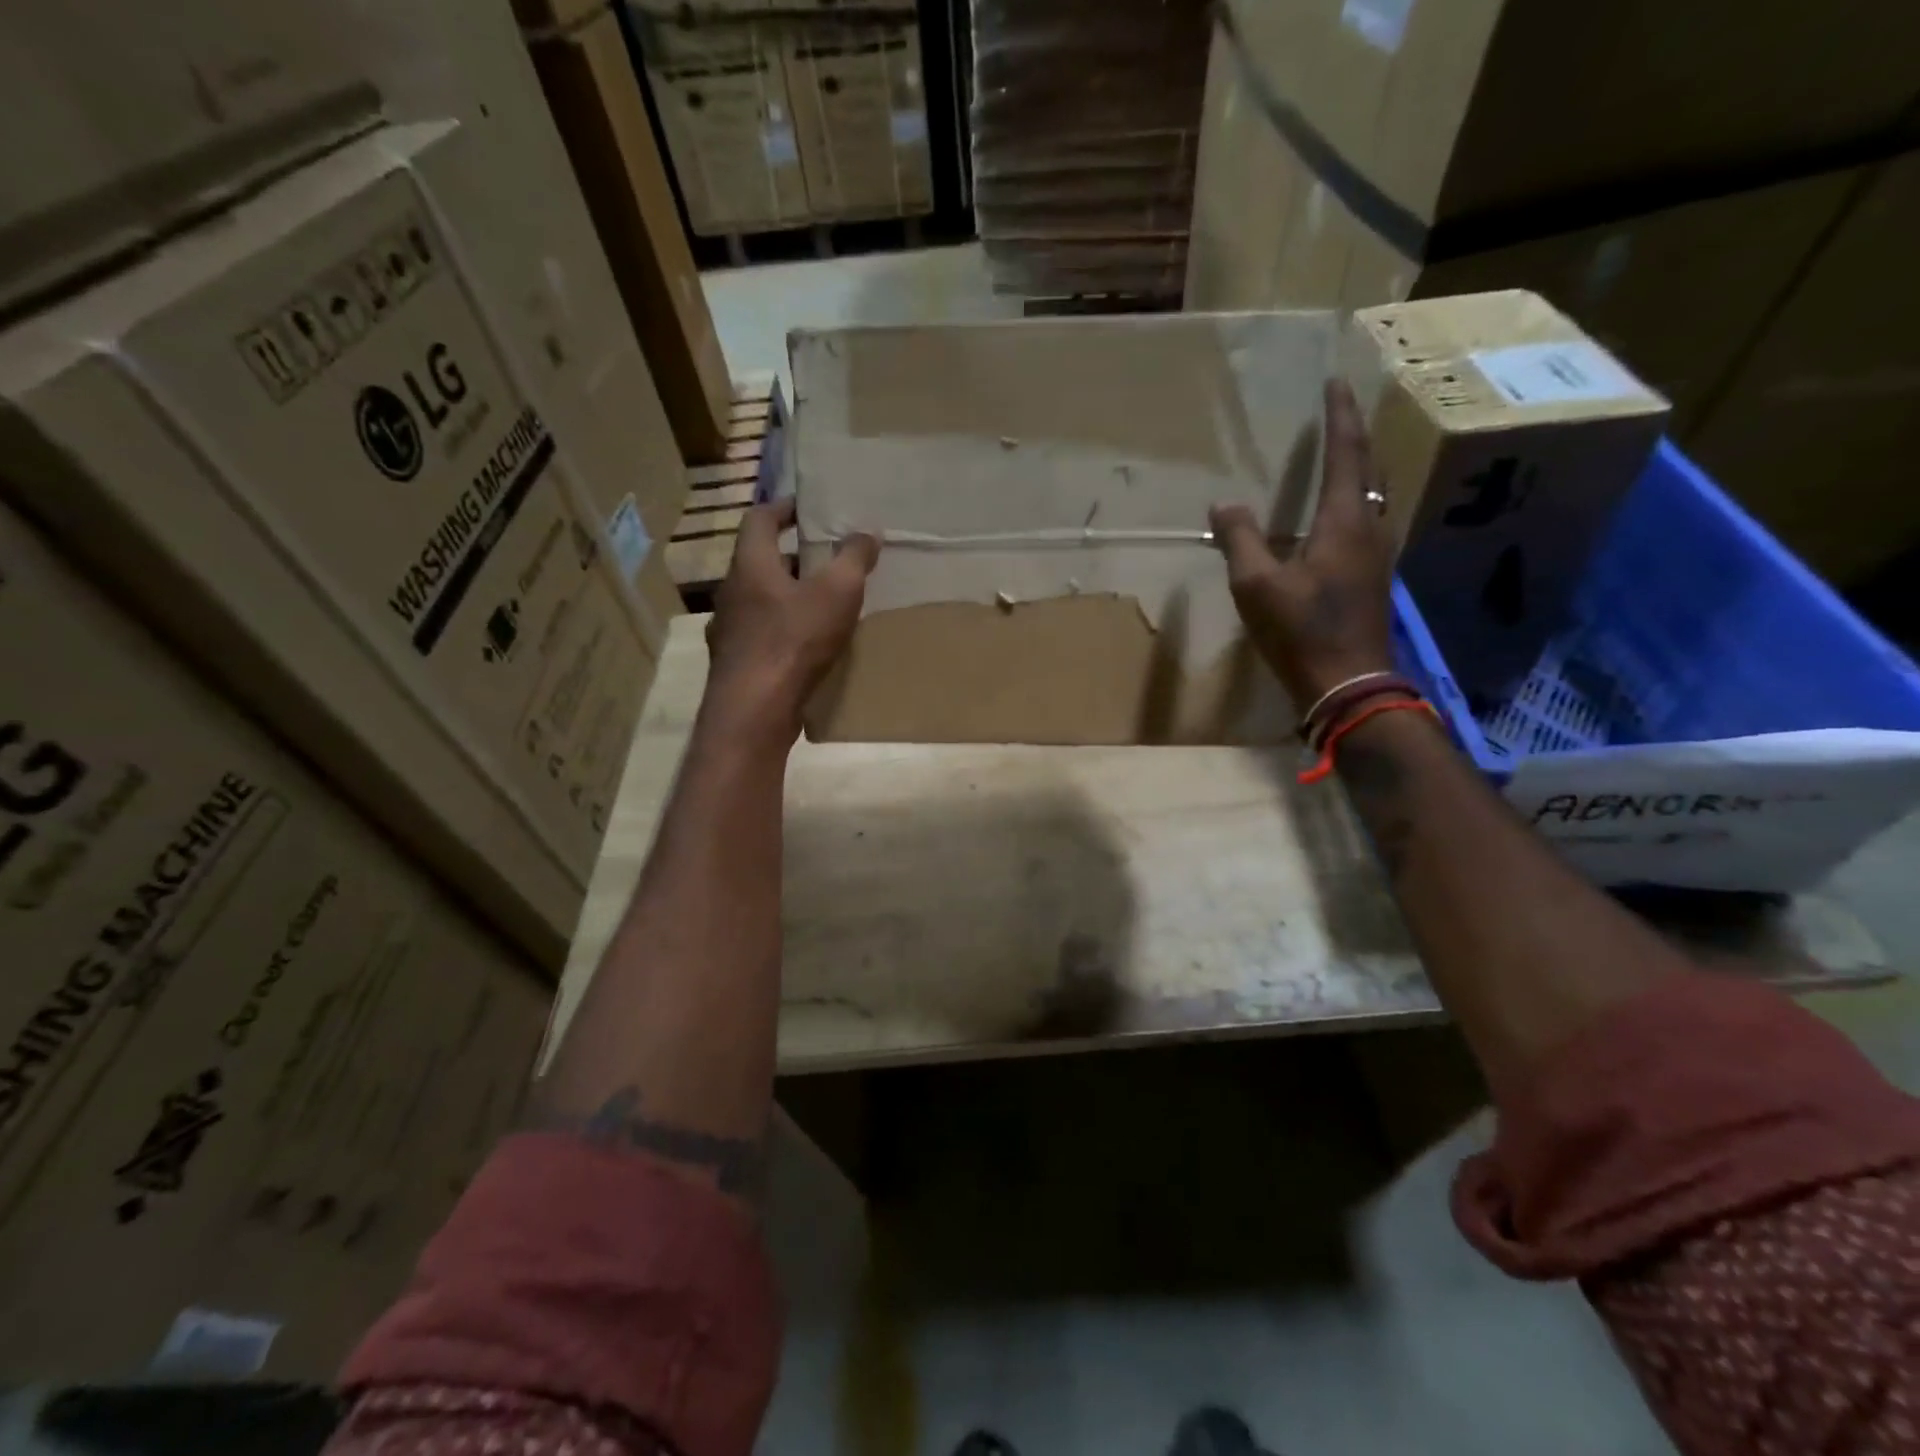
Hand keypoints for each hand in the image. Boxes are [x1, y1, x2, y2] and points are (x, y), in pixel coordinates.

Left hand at [704, 498, 880, 742]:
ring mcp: (728, 631)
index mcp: (750, 565)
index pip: (758, 519)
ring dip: (788, 597)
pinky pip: (761, 635)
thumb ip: (853, 558)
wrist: (755, 711)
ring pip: (759, 601)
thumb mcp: (837, 593)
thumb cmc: (794, 641)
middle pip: (759, 562)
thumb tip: (867, 532)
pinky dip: (783, 631)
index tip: (808, 509)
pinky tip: (807, 648)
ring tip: (822, 605)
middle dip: (793, 557)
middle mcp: (731, 592)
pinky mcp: (735, 664)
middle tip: (827, 560)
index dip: (783, 508)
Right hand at [1210, 380, 1394, 708]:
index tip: (1336, 381)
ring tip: (1341, 455)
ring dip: (1359, 468)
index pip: (1347, 453)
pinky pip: (1367, 520)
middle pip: (1370, 468)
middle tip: (1341, 412)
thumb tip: (1223, 505)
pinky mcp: (1374, 578)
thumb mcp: (1257, 586)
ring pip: (1373, 495)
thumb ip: (1240, 540)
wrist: (1347, 684)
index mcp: (1345, 521)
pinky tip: (1339, 514)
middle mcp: (1371, 528)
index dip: (1340, 416)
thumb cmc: (1301, 631)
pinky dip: (1354, 500)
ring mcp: (1378, 554)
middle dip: (1356, 435)